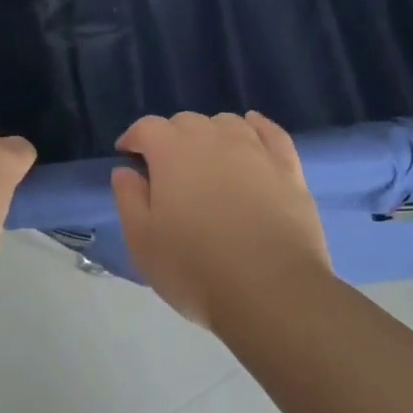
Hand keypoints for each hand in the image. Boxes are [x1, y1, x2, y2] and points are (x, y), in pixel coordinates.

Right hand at [111, 111, 332, 329]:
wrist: (270, 291)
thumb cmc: (195, 269)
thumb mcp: (143, 242)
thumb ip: (129, 199)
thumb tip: (125, 171)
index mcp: (172, 152)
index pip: (147, 127)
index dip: (134, 137)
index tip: (128, 156)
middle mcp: (213, 138)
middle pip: (186, 121)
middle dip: (170, 137)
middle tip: (167, 169)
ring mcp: (255, 150)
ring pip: (227, 123)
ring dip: (210, 134)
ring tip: (207, 159)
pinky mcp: (288, 167)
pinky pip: (271, 132)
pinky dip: (257, 126)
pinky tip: (252, 130)